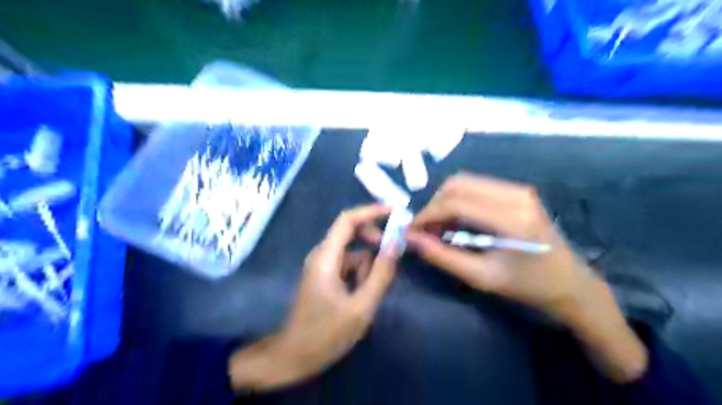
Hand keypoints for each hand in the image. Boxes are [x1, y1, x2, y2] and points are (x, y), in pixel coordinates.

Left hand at [229, 207, 396, 389]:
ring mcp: (323, 266)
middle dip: (375, 243)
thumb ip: (381, 273)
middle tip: (393, 260)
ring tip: (368, 298)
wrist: (294, 357)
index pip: (348, 219)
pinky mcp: (325, 277)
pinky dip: (361, 276)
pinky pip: (349, 266)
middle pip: (353, 234)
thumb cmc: (325, 334)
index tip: (396, 212)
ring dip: (368, 268)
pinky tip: (360, 300)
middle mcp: (322, 255)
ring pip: (354, 254)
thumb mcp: (361, 306)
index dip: (372, 211)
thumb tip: (397, 242)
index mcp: (326, 257)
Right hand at [406, 173, 648, 382]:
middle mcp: (516, 194)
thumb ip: (443, 257)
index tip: (411, 231)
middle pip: (457, 184)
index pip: (456, 203)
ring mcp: (518, 188)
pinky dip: (458, 201)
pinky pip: (476, 187)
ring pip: (464, 182)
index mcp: (512, 218)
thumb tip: (411, 240)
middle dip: (434, 205)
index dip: (428, 215)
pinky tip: (456, 222)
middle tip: (425, 230)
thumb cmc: (528, 286)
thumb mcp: (481, 277)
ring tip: (439, 228)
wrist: (571, 283)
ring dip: (444, 202)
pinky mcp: (517, 191)